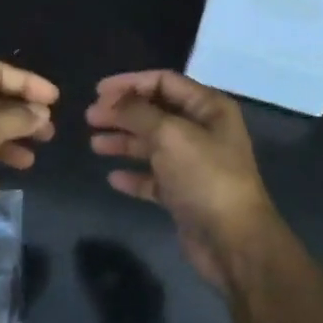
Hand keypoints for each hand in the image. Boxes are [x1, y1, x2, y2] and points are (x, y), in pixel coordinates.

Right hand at [86, 70, 280, 295]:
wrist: (232, 240)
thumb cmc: (204, 177)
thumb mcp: (170, 135)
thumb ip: (138, 113)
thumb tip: (112, 101)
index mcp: (209, 108)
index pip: (164, 82)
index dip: (130, 83)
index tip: (98, 92)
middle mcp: (203, 131)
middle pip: (155, 112)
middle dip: (122, 113)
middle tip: (90, 118)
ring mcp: (194, 164)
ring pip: (152, 145)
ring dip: (123, 142)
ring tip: (95, 145)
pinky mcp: (184, 194)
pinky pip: (154, 177)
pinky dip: (134, 175)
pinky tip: (113, 178)